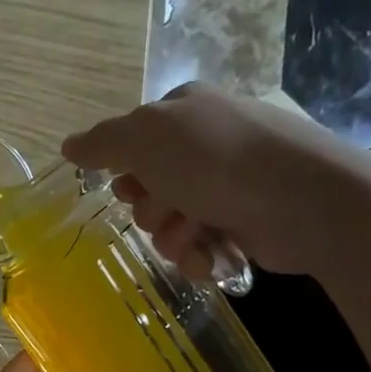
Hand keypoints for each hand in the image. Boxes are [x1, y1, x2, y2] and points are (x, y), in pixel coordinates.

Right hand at [61, 82, 370, 279]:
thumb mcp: (147, 138)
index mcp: (183, 114)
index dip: (125, 173)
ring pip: (167, 225)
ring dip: (173, 237)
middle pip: (145, 191)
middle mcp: (203, 146)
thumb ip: (103, 143)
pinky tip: (211, 257)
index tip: (131, 184)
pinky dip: (197, 256)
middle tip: (173, 207)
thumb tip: (68, 146)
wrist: (303, 199)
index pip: (130, 147)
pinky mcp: (239, 224)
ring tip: (199, 233)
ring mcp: (223, 186)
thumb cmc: (218, 160)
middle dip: (152, 209)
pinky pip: (195, 248)